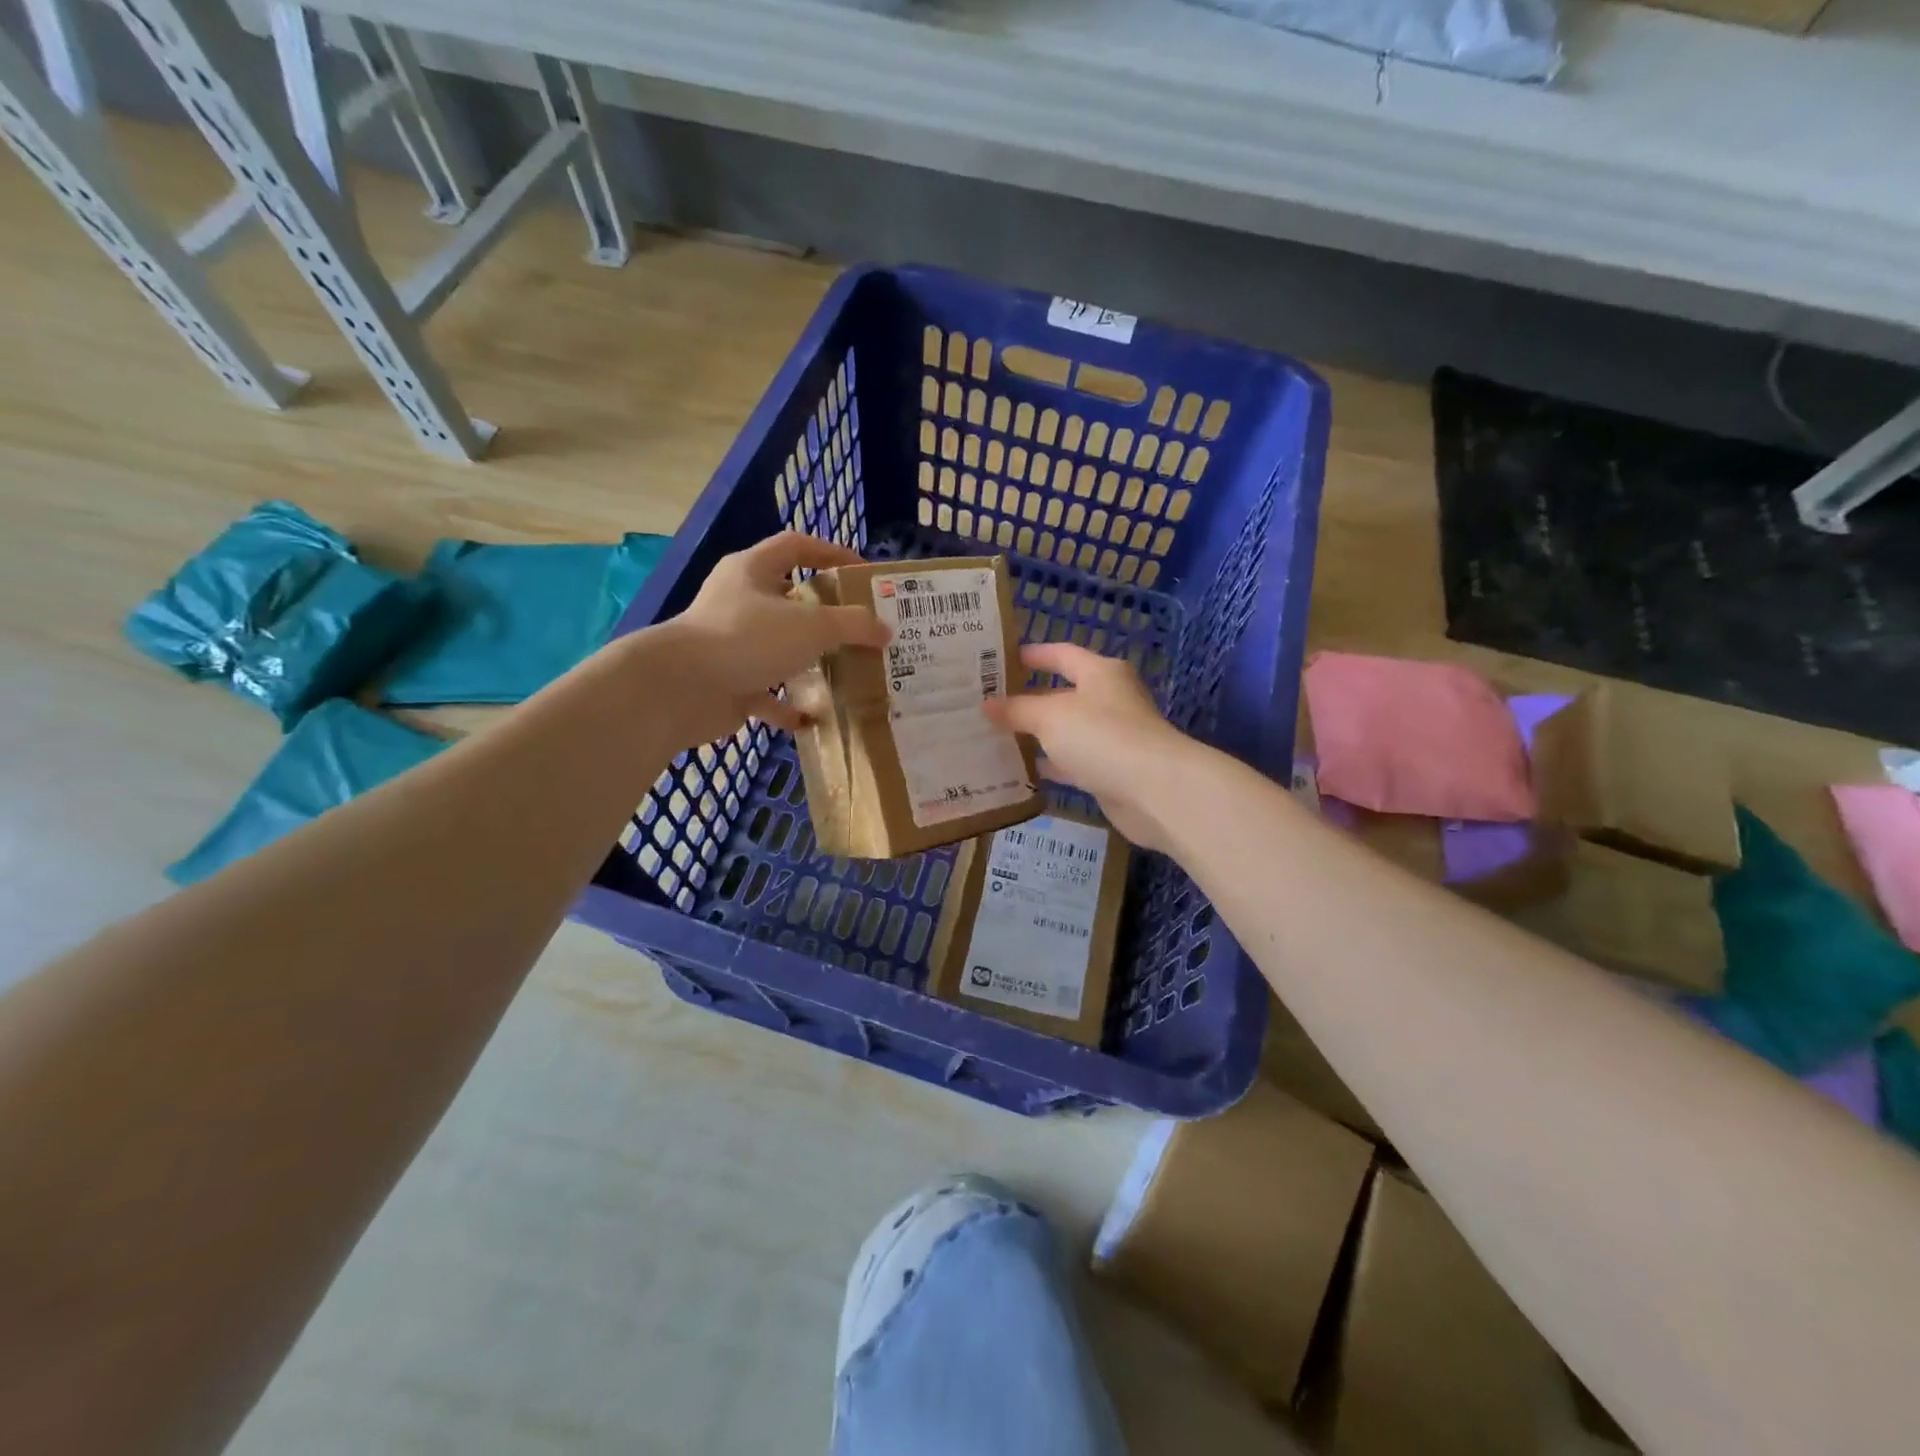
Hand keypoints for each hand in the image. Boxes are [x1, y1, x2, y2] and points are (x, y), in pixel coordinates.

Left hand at [652, 533, 890, 744]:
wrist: (681, 688)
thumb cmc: (748, 639)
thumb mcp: (812, 626)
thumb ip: (853, 625)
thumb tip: (885, 630)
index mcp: (752, 570)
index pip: (796, 546)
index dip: (831, 552)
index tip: (862, 572)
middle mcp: (739, 601)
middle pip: (788, 598)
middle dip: (823, 613)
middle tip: (858, 627)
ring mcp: (731, 643)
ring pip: (778, 647)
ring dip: (808, 661)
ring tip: (844, 672)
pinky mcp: (728, 681)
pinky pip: (765, 692)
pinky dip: (787, 705)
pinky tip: (812, 718)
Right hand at [982, 643, 1197, 851]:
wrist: (1155, 791)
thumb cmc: (1102, 737)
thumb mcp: (1051, 717)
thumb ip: (1017, 709)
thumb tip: (987, 705)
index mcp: (1100, 673)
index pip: (1061, 654)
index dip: (1032, 655)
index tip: (999, 660)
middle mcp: (1109, 700)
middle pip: (1062, 694)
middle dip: (1027, 699)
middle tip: (987, 704)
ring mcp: (1112, 737)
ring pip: (1066, 731)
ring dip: (1036, 735)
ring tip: (995, 737)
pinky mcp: (1111, 770)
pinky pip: (1072, 762)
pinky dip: (1050, 764)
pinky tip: (1021, 771)